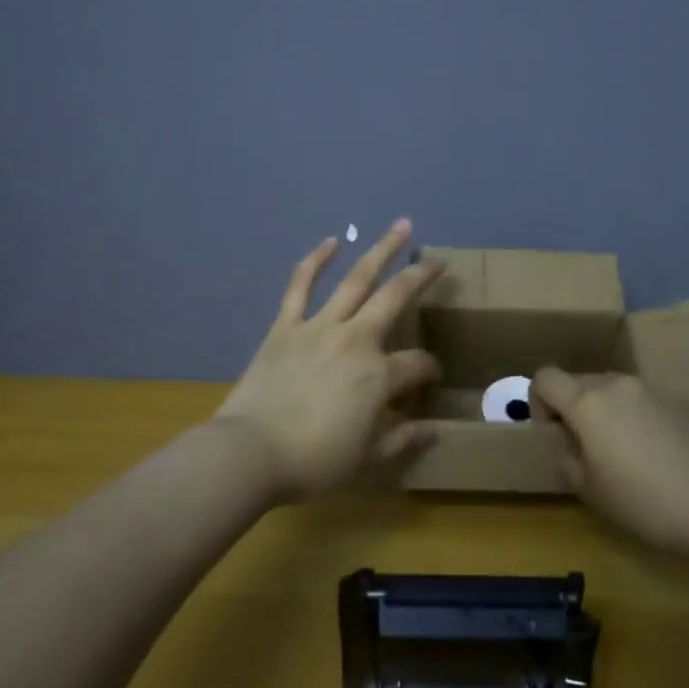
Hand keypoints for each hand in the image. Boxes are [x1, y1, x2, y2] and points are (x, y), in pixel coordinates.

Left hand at [217, 220, 443, 500]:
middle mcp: (356, 340)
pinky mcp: (286, 325)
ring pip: (356, 280)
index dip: (430, 369)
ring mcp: (319, 326)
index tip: (431, 378)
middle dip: (420, 276)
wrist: (251, 452)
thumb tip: (434, 430)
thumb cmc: (314, 461)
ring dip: (380, 251)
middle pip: (395, 299)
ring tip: (400, 227)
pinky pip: (301, 285)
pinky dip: (316, 260)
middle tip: (437, 261)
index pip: (417, 364)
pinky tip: (331, 242)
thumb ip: (403, 439)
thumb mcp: (368, 459)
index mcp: (379, 375)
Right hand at [530, 369, 688, 554]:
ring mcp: (652, 389)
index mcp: (587, 402)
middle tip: (586, 446)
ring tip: (622, 448)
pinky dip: (636, 415)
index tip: (553, 432)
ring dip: (606, 409)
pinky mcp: (680, 401)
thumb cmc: (641, 502)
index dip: (538, 401)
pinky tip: (654, 451)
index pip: (545, 377)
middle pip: (579, 381)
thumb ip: (566, 456)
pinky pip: (643, 399)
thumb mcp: (587, 489)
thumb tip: (567, 442)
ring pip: (613, 388)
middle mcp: (617, 385)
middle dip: (573, 407)